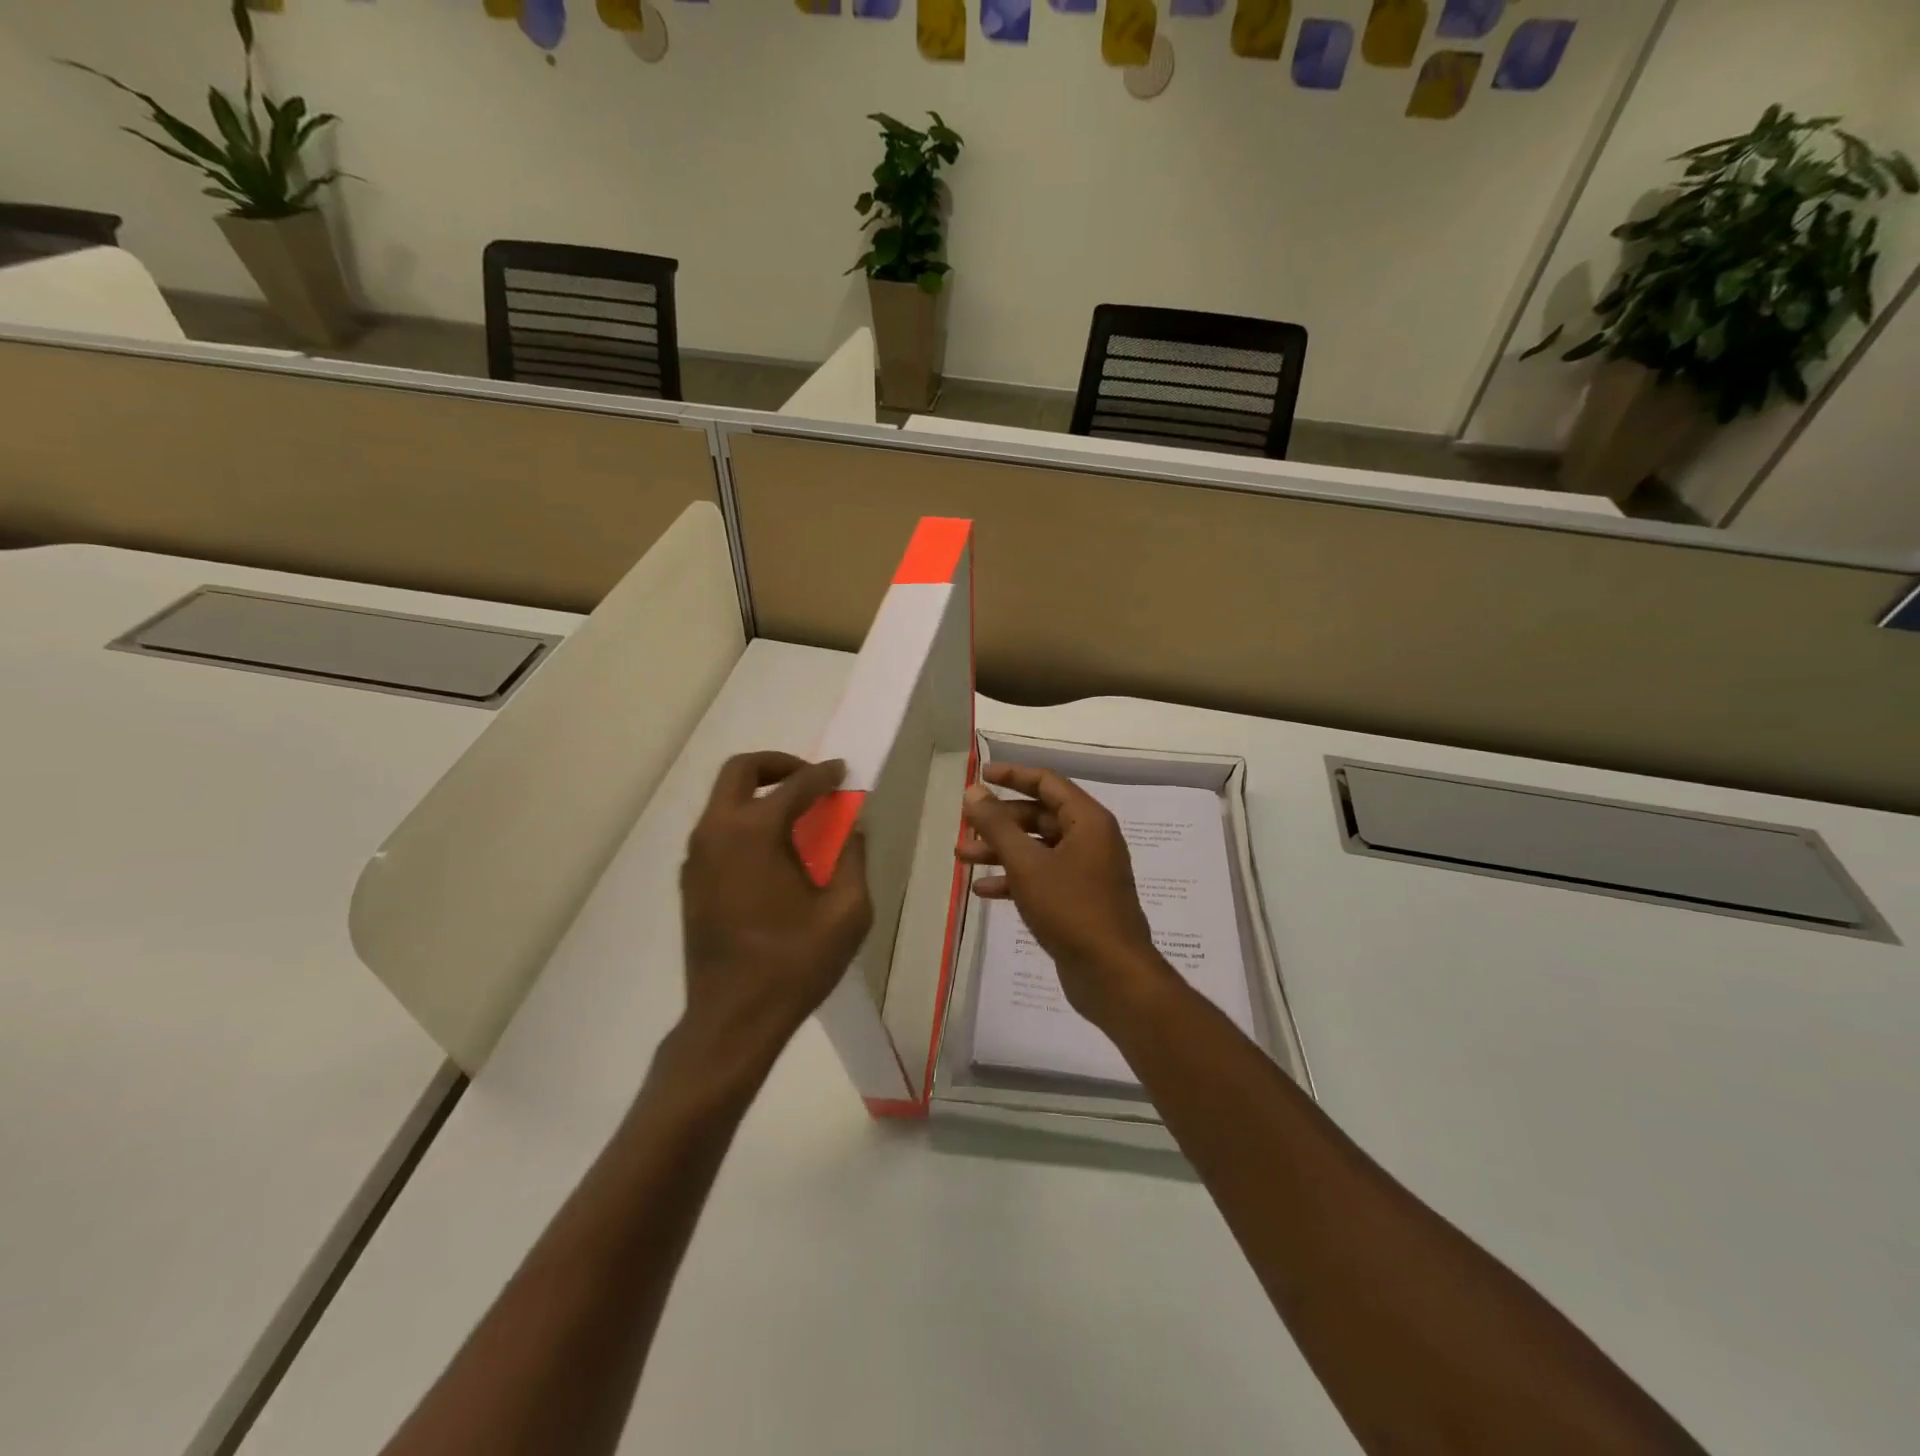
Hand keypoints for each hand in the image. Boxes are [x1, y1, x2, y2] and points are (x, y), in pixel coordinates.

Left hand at [676, 752, 872, 1078]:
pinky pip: (717, 830)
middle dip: (778, 765)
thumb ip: (852, 859)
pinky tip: (772, 853)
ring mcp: (697, 856)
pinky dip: (745, 821)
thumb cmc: (794, 964)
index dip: (824, 775)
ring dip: (759, 793)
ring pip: (724, 800)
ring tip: (796, 817)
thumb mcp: (846, 912)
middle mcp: (717, 832)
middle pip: (741, 771)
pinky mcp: (690, 880)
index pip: (796, 785)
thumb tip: (852, 829)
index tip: (842, 771)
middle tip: (809, 780)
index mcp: (755, 833)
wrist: (732, 1018)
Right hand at [958, 764, 1171, 1028]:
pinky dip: (1015, 879)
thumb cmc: (1071, 908)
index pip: (1047, 783)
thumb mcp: (1027, 864)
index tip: (980, 776)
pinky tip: (984, 890)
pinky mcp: (1078, 900)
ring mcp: (1086, 871)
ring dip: (1001, 851)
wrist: (1111, 974)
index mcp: (1088, 821)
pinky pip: (1042, 877)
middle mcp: (1091, 839)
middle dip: (999, 821)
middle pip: (1039, 816)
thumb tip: (974, 791)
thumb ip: (997, 826)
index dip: (1012, 776)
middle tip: (964, 827)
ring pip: (1037, 848)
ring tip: (962, 858)